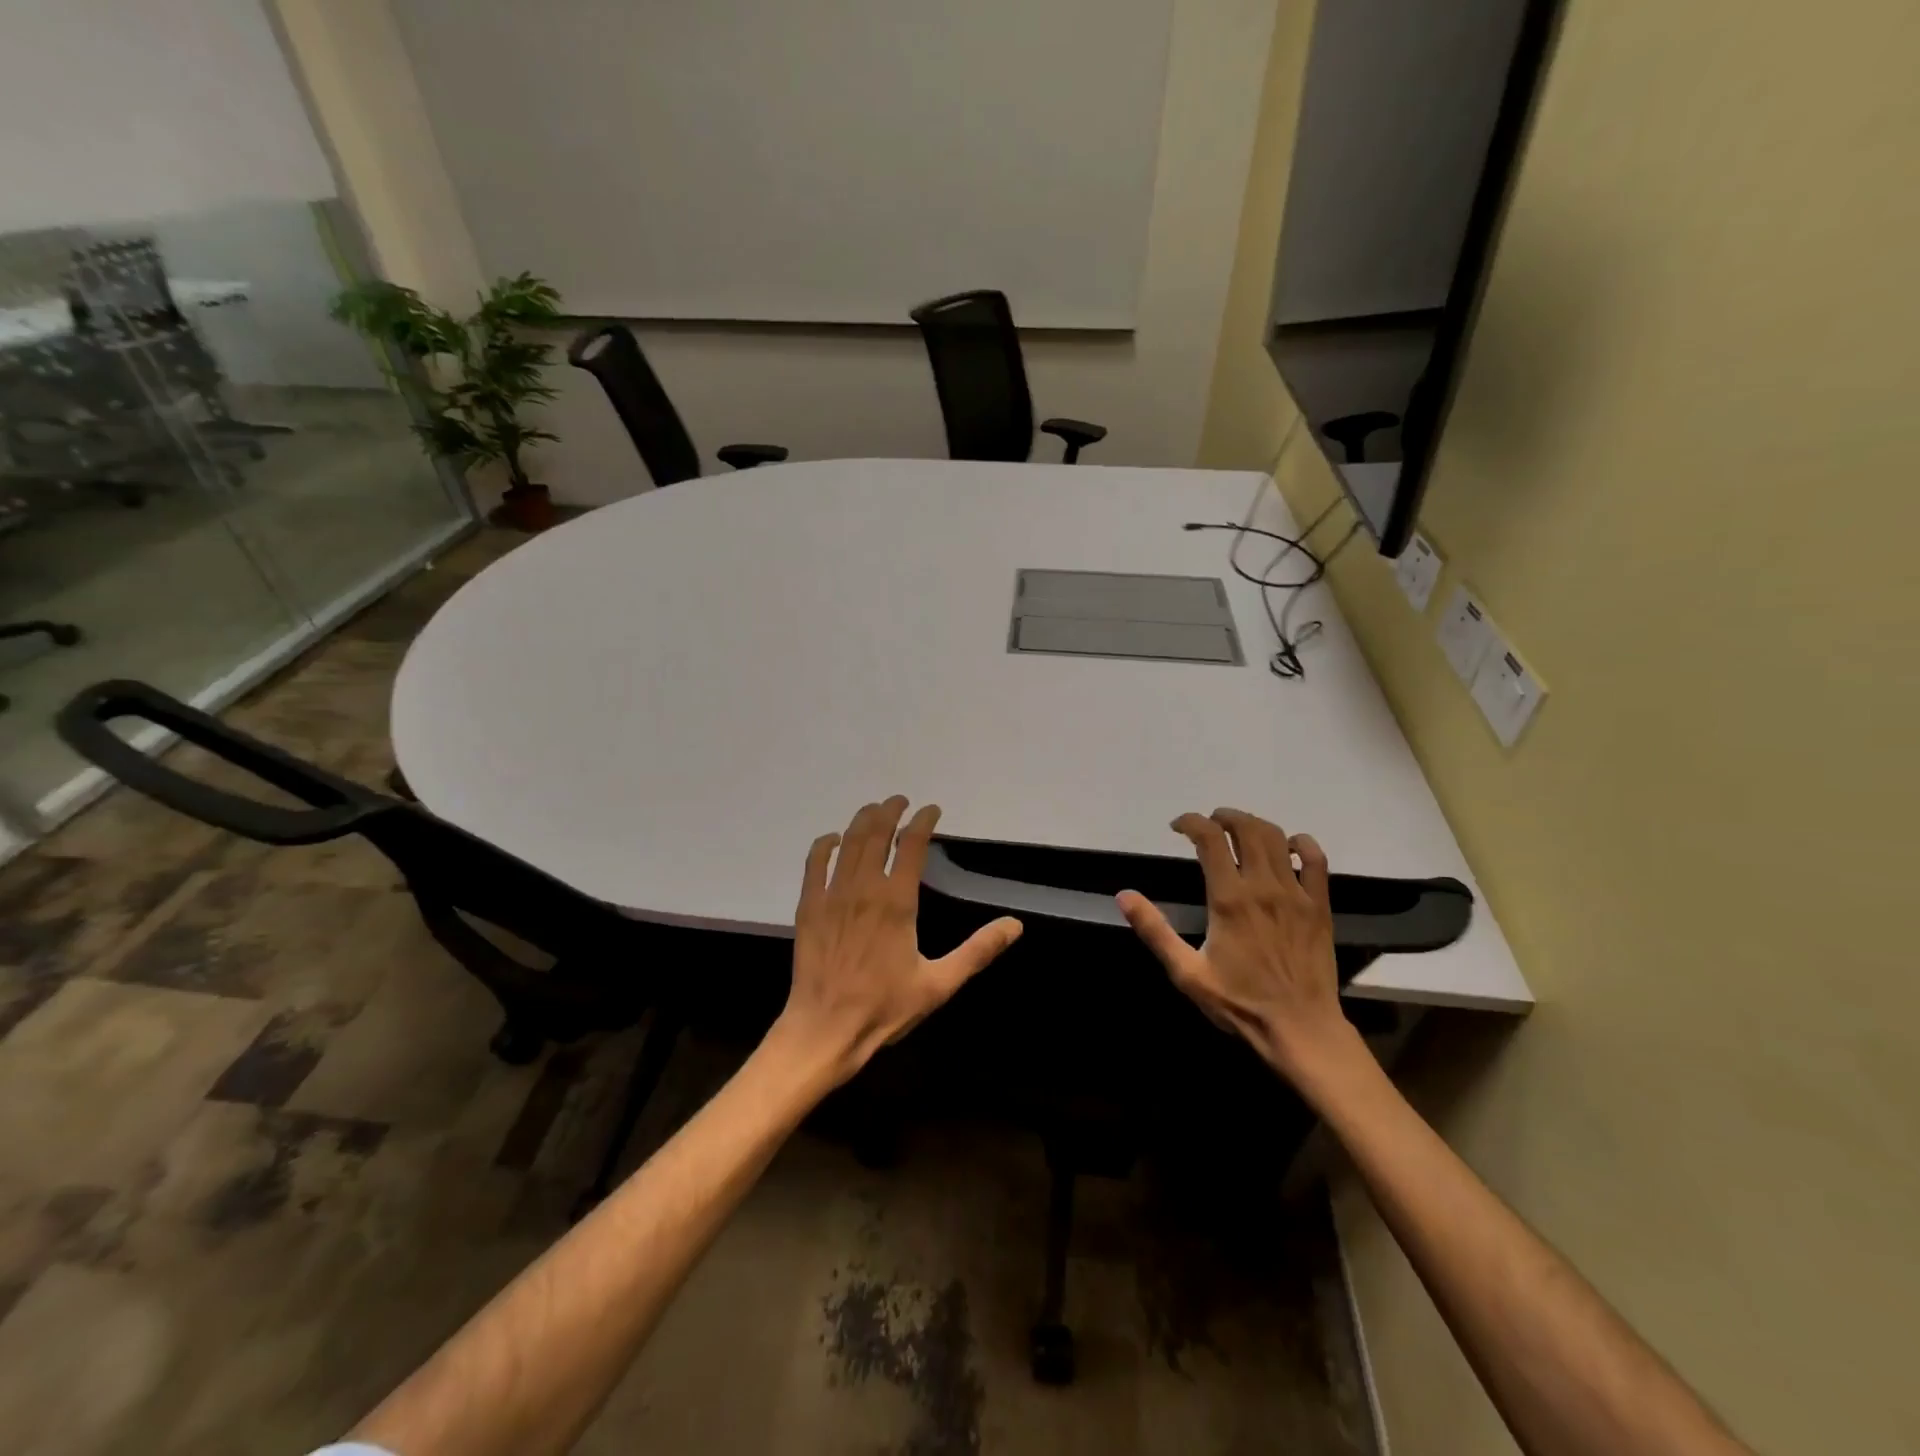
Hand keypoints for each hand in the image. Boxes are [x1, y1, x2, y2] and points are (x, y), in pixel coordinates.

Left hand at [775, 795, 1022, 1086]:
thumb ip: (978, 951)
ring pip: (848, 843)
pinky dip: (824, 845)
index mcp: (896, 901)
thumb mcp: (939, 984)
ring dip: (862, 821)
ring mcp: (832, 895)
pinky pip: (814, 864)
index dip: (923, 822)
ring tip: (874, 810)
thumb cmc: (884, 1008)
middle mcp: (863, 888)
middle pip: (876, 834)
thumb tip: (1015, 925)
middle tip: (901, 801)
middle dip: (890, 811)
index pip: (912, 845)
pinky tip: (832, 839)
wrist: (824, 1030)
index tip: (932, 810)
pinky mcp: (808, 907)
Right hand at [1117, 808, 1357, 1084]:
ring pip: (1277, 837)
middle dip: (1223, 817)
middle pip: (1246, 828)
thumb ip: (1155, 930)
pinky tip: (1289, 846)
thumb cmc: (1239, 1003)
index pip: (1209, 839)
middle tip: (1208, 824)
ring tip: (1238, 830)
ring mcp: (1296, 894)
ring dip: (1254, 824)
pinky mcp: (1320, 905)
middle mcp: (1263, 887)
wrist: (1300, 1030)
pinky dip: (1302, 843)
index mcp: (1229, 899)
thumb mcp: (1186, 972)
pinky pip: (1316, 859)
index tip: (1177, 827)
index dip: (1191, 822)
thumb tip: (1124, 896)